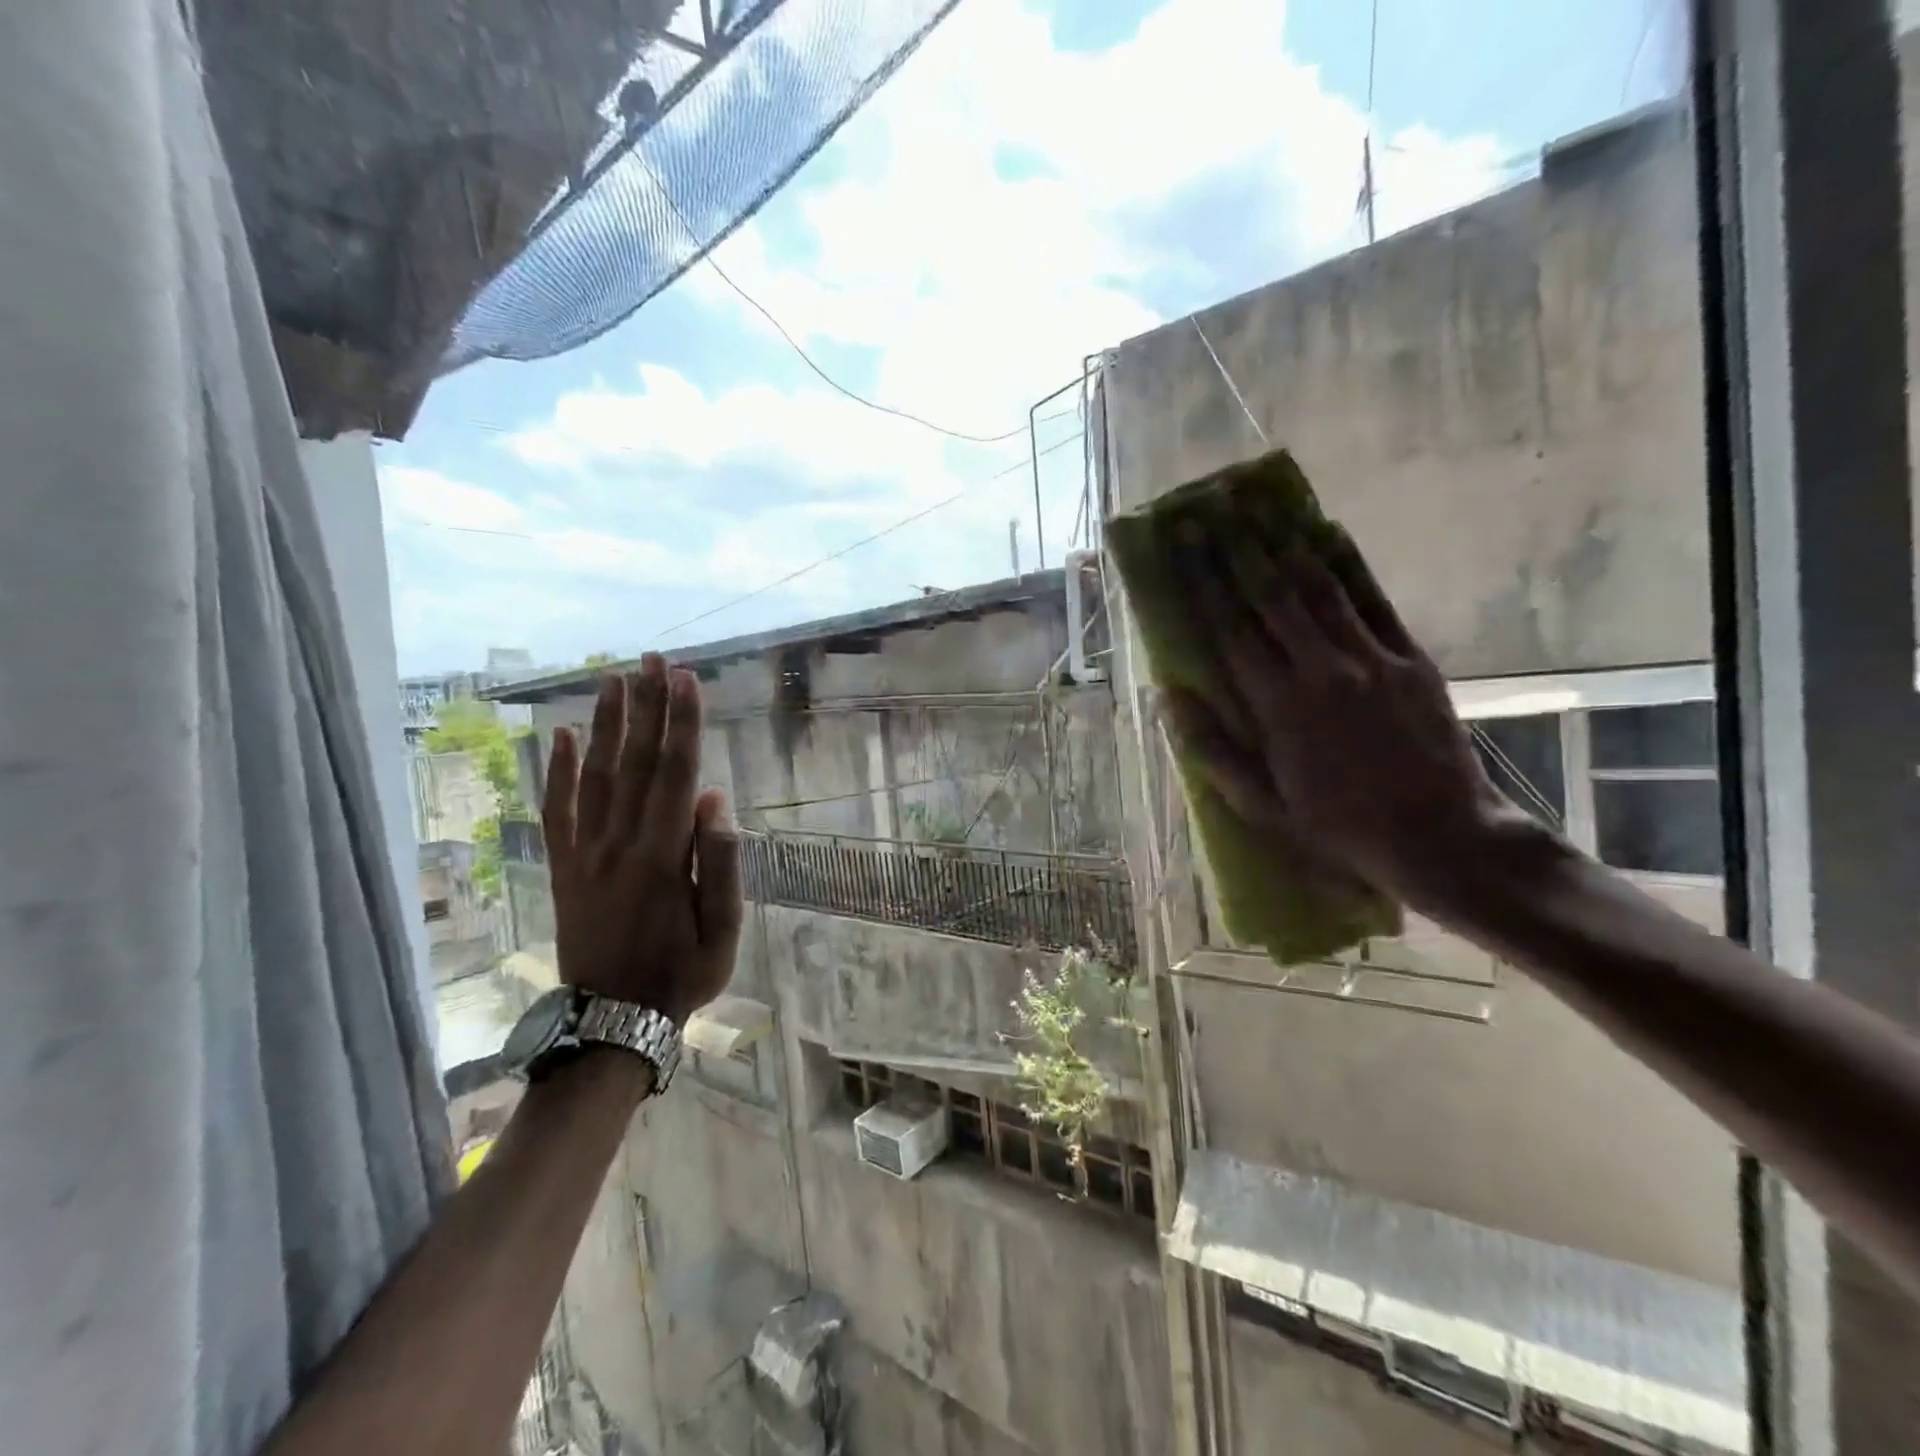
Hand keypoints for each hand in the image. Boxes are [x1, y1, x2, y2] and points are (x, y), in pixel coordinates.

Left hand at [541, 654, 741, 1024]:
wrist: (611, 1022)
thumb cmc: (680, 975)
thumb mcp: (724, 932)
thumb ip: (719, 863)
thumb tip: (713, 799)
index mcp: (662, 856)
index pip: (676, 774)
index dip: (683, 724)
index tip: (686, 679)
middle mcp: (619, 843)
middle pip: (636, 762)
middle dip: (647, 707)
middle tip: (652, 659)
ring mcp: (585, 853)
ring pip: (596, 776)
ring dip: (607, 724)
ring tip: (615, 679)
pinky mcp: (564, 867)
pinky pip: (557, 811)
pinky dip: (558, 772)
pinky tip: (564, 736)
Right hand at [1160, 532, 1531, 914]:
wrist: (1438, 836)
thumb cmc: (1336, 827)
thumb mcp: (1260, 804)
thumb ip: (1211, 749)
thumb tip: (1167, 697)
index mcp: (1277, 707)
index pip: (1230, 632)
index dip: (1204, 586)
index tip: (1184, 550)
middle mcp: (1320, 670)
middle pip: (1270, 598)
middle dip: (1237, 552)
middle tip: (1212, 514)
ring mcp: (1370, 659)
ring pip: (1319, 589)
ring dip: (1285, 546)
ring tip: (1259, 511)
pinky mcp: (1409, 659)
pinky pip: (1373, 600)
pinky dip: (1348, 564)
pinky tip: (1328, 533)